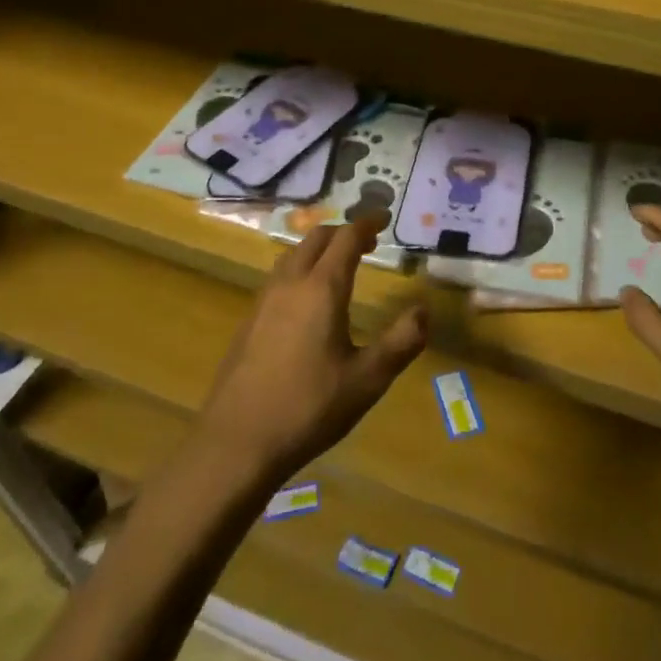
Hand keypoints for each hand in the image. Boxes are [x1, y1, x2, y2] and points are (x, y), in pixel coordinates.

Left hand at [195, 216, 426, 487]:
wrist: (236, 442)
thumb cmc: (308, 408)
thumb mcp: (367, 380)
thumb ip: (400, 342)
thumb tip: (424, 311)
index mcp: (322, 289)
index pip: (346, 238)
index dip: (367, 224)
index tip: (384, 218)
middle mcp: (291, 283)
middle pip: (316, 238)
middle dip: (343, 232)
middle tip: (366, 243)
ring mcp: (264, 300)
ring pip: (293, 254)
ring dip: (318, 249)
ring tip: (338, 265)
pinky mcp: (248, 321)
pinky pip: (279, 277)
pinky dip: (300, 269)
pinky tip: (307, 300)